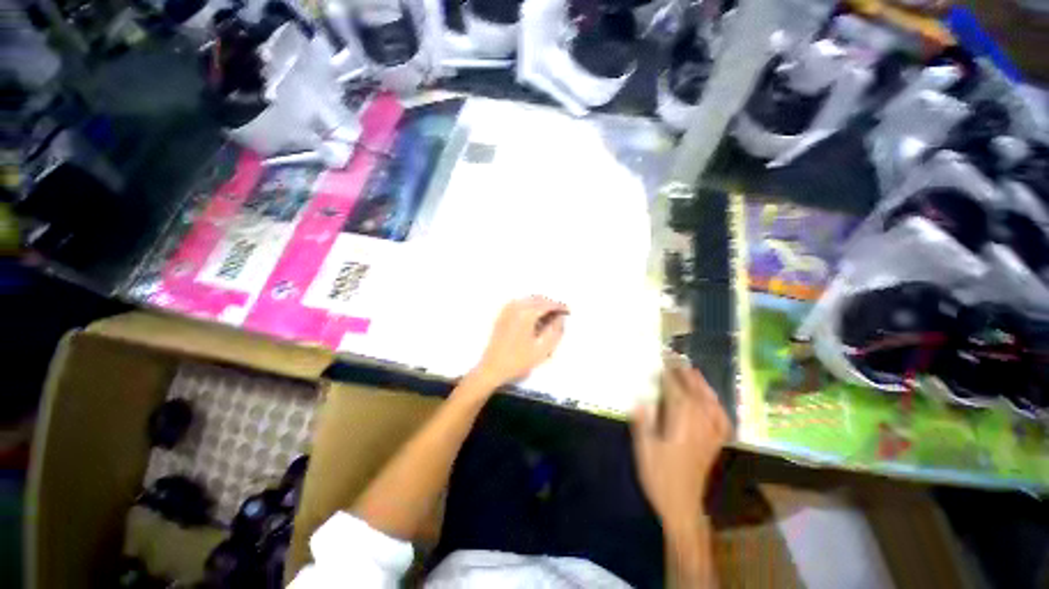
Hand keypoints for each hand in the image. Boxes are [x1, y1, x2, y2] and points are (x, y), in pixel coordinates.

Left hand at [469, 296, 568, 389]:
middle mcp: (516, 307)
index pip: (547, 304)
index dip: (559, 307)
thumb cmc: (518, 361)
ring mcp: (507, 310)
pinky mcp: (502, 316)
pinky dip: (529, 306)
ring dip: (540, 304)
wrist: (492, 368)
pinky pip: (519, 304)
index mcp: (526, 314)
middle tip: (560, 314)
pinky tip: (533, 316)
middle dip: (550, 304)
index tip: (568, 311)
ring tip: (549, 316)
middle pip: (537, 299)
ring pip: (528, 300)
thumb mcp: (542, 350)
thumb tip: (560, 318)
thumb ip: (555, 331)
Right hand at [632, 360, 730, 530]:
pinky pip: (722, 420)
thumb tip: (639, 398)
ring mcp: (711, 433)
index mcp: (682, 421)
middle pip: (694, 391)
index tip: (661, 358)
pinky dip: (718, 407)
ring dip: (701, 384)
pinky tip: (713, 401)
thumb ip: (643, 422)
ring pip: (709, 402)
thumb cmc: (660, 476)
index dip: (668, 373)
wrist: (682, 506)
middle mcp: (700, 423)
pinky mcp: (715, 443)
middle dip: (684, 373)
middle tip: (675, 357)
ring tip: (693, 370)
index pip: (675, 390)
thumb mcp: (645, 448)